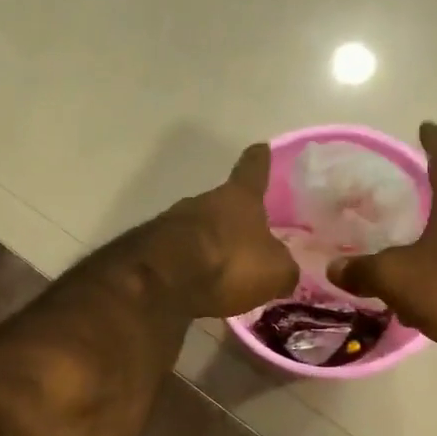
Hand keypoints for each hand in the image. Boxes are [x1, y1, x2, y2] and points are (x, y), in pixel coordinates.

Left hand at [152, 144, 297, 318]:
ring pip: (200, 230)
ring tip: (225, 271)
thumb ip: (284, 268)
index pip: (253, 168)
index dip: (259, 160)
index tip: (261, 148)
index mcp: (239, 197)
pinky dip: (191, 268)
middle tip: (250, 240)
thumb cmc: (228, 263)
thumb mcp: (275, 271)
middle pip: (223, 203)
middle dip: (235, 219)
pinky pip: (181, 256)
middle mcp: (204, 200)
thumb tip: (285, 271)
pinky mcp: (151, 249)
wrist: (162, 282)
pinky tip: (200, 288)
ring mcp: (172, 222)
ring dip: (211, 245)